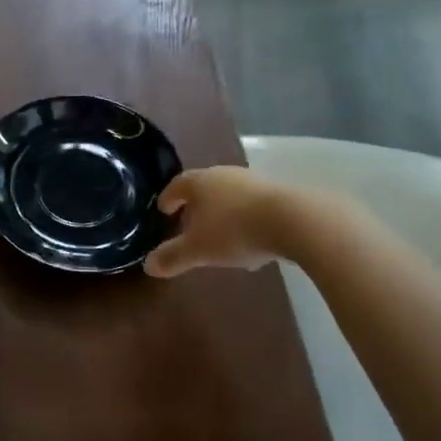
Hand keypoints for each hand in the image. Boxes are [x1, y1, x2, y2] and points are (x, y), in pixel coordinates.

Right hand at [144, 166, 288, 277]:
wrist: (292, 220)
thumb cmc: (234, 230)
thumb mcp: (199, 249)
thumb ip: (173, 256)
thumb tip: (148, 265)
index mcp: (200, 182)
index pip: (177, 184)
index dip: (168, 197)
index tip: (163, 210)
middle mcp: (225, 175)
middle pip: (204, 187)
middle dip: (196, 205)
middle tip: (189, 223)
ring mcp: (253, 183)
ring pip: (230, 197)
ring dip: (223, 213)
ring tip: (220, 236)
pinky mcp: (279, 195)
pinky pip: (253, 207)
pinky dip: (246, 220)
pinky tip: (251, 242)